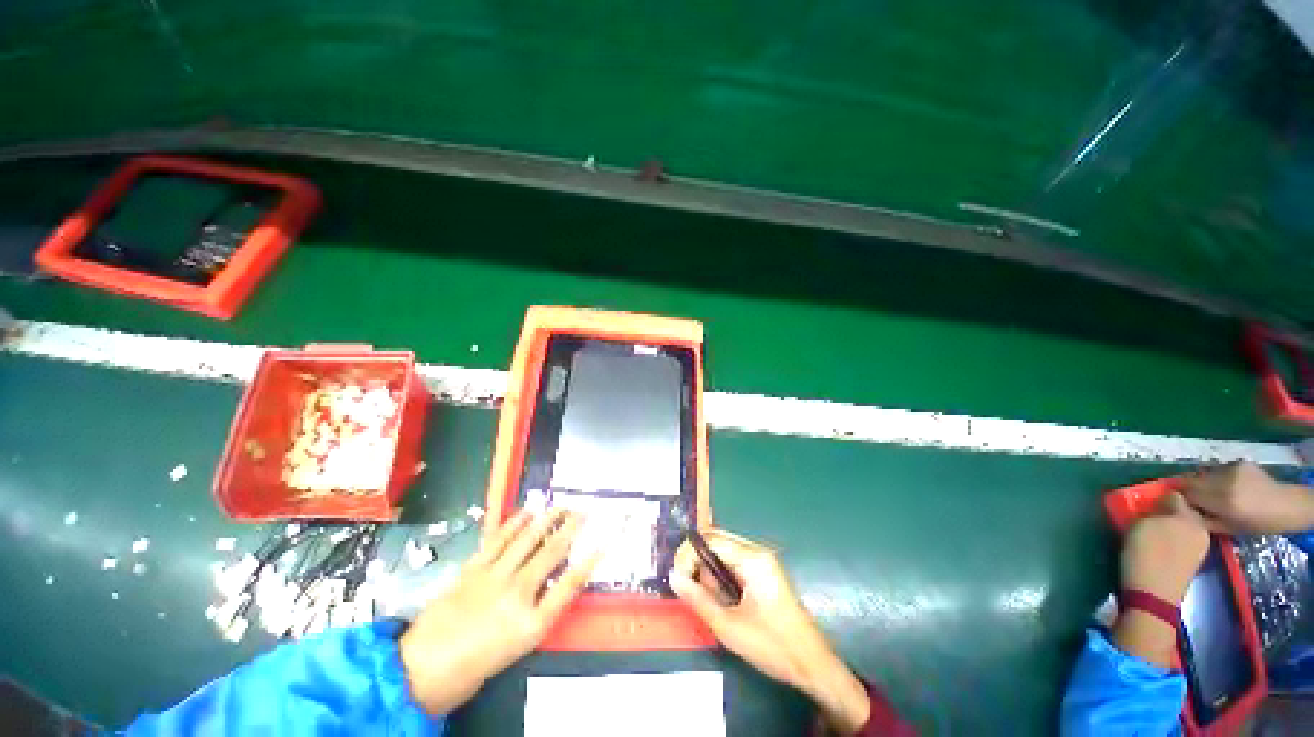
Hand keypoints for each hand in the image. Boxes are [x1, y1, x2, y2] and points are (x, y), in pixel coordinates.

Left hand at [399, 509, 595, 713]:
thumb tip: (551, 583)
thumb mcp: (516, 647)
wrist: (422, 670)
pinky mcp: (473, 568)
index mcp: (532, 622)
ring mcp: (494, 577)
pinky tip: (526, 512)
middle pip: (552, 553)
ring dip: (547, 520)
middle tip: (584, 510)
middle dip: (571, 529)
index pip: (569, 585)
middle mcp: (518, 594)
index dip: (589, 561)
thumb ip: (538, 612)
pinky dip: (514, 524)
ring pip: (528, 541)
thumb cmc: (474, 665)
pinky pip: (499, 540)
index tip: (604, 541)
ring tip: (561, 506)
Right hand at [670, 529, 870, 734]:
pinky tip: (725, 601)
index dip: (689, 554)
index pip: (710, 539)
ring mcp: (763, 561)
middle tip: (690, 588)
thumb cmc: (772, 647)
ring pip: (723, 551)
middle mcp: (757, 552)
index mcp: (752, 558)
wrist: (814, 666)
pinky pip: (733, 563)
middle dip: (698, 561)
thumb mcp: (728, 627)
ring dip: (710, 571)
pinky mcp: (764, 572)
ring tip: (714, 602)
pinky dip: (721, 576)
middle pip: (716, 540)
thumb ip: (697, 598)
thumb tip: (672, 577)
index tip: (678, 578)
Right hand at [1114, 493, 1209, 667]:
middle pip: (1183, 512)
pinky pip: (1180, 541)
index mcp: (1191, 518)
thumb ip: (1153, 511)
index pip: (1177, 495)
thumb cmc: (1146, 555)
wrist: (1153, 595)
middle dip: (1167, 510)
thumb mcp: (1143, 525)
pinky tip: (1156, 544)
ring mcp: (1198, 549)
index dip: (1160, 494)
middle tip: (1146, 511)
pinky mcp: (1190, 563)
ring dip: (1167, 525)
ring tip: (1148, 527)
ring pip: (1182, 527)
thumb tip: (1157, 504)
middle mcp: (1201, 530)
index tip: (1144, 496)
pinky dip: (1168, 539)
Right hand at [1184, 461, 1313, 533]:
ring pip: (1205, 473)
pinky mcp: (1238, 462)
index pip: (1187, 493)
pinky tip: (1227, 484)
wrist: (1287, 505)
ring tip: (1210, 491)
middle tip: (1189, 497)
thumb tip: (1181, 511)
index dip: (1178, 496)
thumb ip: (1204, 520)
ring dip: (1203, 482)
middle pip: (1193, 480)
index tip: (1174, 501)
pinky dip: (1217, 476)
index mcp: (1223, 501)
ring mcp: (1233, 468)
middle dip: (1188, 487)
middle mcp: (1224, 481)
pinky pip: (1218, 469)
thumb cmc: (1258, 524)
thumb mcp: (1229, 529)